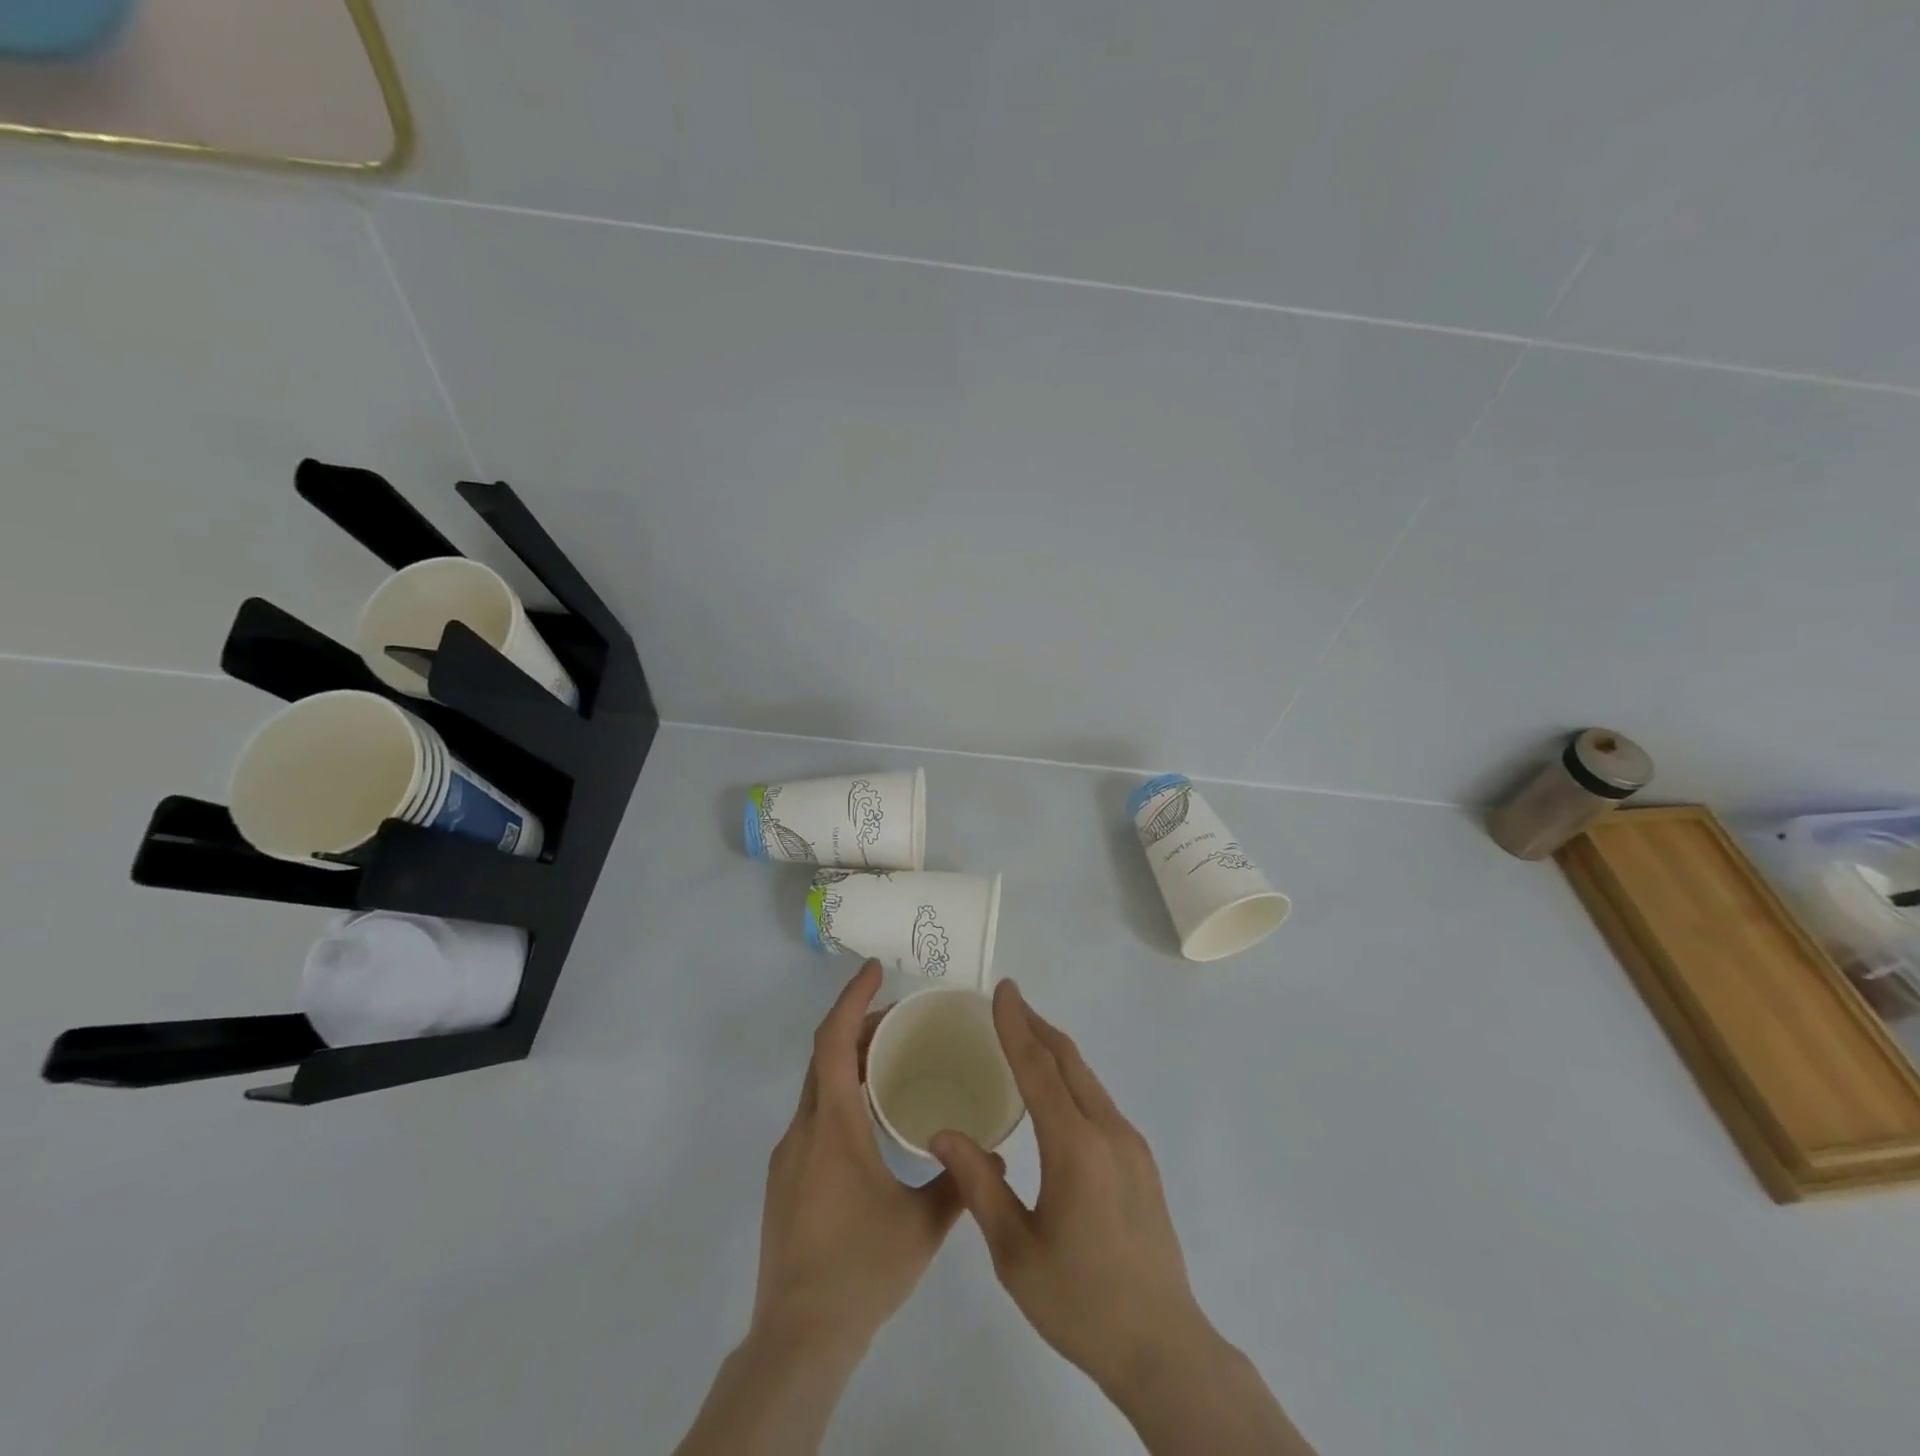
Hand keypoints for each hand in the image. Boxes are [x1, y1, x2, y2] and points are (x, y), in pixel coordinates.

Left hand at [752, 960, 973, 1354]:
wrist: (798, 1339)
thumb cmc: (861, 1270)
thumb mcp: (922, 1225)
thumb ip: (961, 1184)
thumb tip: (998, 1157)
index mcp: (833, 1127)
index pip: (834, 1042)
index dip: (852, 999)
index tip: (874, 970)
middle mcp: (804, 1131)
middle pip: (824, 1057)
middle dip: (857, 1025)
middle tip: (899, 1015)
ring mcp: (788, 1156)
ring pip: (816, 1087)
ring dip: (848, 1062)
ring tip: (891, 1060)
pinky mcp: (785, 1180)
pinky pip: (813, 1116)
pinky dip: (839, 1095)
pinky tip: (869, 1121)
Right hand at [930, 980, 1209, 1391]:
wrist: (1163, 1347)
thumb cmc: (1080, 1303)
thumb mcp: (1015, 1253)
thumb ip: (980, 1186)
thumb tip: (943, 1133)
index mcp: (1075, 1148)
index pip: (1039, 1069)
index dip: (1016, 1026)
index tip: (1003, 990)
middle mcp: (1109, 1131)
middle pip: (1068, 1061)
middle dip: (1036, 1026)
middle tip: (1008, 1003)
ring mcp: (1131, 1144)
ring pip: (1087, 1079)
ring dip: (1055, 1051)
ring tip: (1024, 1038)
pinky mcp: (1141, 1160)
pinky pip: (1100, 1101)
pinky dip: (1072, 1079)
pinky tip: (1055, 1094)